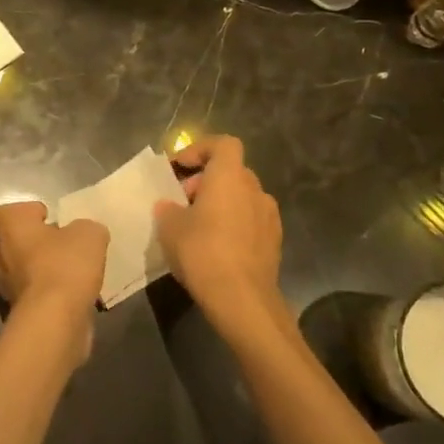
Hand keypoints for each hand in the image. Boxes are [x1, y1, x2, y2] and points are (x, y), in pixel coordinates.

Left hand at [0, 201, 108, 362]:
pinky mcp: (17, 314)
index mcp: (9, 227)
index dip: (31, 213)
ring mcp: (4, 287)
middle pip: (19, 242)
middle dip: (43, 244)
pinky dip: (52, 297)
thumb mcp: (89, 234)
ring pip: (27, 272)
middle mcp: (0, 254)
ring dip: (48, 272)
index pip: (10, 212)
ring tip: (78, 276)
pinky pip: (37, 297)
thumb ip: (87, 228)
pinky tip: (75, 299)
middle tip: (69, 248)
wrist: (53, 322)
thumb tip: (84, 234)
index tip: (52, 219)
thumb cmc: (64, 266)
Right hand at [153, 135, 288, 349]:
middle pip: (230, 171)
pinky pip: (250, 221)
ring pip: (241, 197)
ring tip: (198, 226)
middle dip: (205, 181)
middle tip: (181, 201)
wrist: (242, 299)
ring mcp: (269, 216)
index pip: (222, 144)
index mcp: (230, 176)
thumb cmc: (202, 252)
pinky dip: (234, 224)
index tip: (178, 168)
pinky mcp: (274, 242)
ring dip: (221, 203)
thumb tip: (169, 206)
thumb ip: (168, 209)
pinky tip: (217, 247)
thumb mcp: (170, 227)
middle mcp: (255, 189)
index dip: (199, 149)